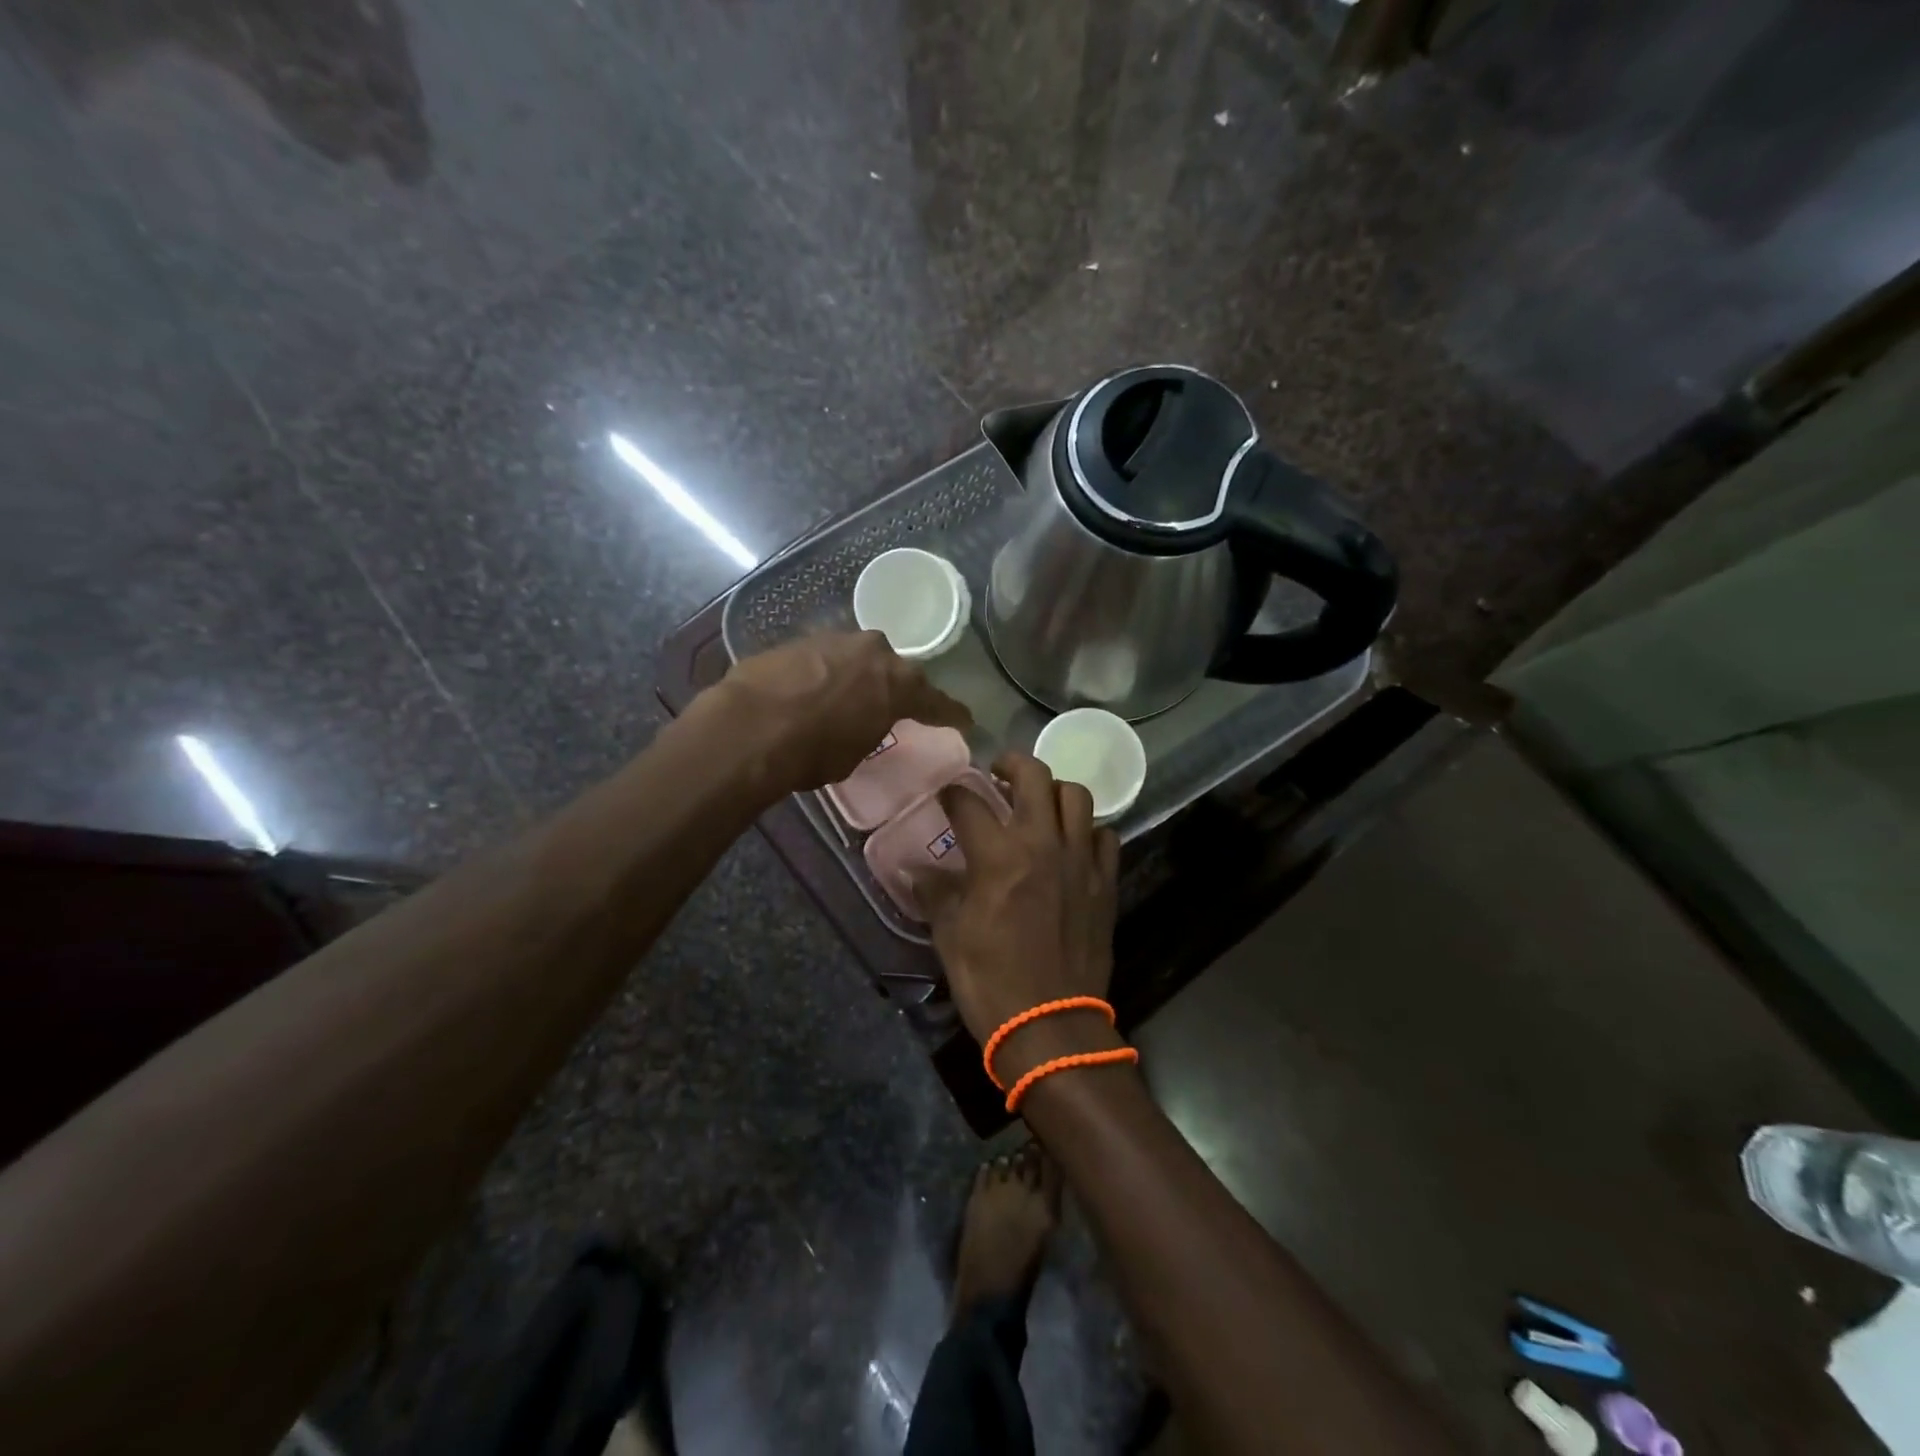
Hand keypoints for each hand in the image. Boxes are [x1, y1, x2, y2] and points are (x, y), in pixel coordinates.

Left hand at [708, 631, 971, 794]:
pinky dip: (822, 674)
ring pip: (856, 658)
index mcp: (899, 682)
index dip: (950, 714)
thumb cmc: (814, 751)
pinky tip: (809, 691)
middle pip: (892, 669)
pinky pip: (823, 658)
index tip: (965, 721)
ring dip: (854, 676)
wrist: (751, 726)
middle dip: (892, 685)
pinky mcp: (798, 639)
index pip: (936, 700)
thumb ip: (868, 730)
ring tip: (843, 698)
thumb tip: (861, 723)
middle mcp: (874, 651)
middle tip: (888, 704)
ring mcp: (835, 639)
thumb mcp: (854, 753)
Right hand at [917, 754, 1122, 1084]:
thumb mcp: (950, 937)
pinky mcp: (1105, 882)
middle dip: (1011, 763)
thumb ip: (935, 894)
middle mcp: (1043, 844)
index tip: (947, 794)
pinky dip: (1088, 829)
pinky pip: (1105, 835)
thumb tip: (918, 871)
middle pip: (1034, 776)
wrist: (1051, 1025)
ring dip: (1053, 790)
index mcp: (998, 856)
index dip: (953, 793)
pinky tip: (1073, 841)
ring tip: (1038, 802)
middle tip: (998, 773)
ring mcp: (1081, 860)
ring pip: (1076, 796)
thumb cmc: (990, 982)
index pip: (970, 803)